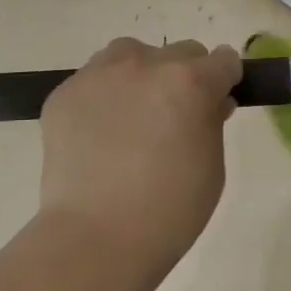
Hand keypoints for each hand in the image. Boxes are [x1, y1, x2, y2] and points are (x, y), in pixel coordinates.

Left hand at [38, 37, 242, 278]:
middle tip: (175, 116)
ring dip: (142, 74)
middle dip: (185, 77)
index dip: (225, 81)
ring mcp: (99, 75)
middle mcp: (144, 65)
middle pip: (178, 53)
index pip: (223, 61)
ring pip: (130, 54)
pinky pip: (94, 79)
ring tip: (134, 115)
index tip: (218, 101)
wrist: (97, 237)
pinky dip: (104, 96)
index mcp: (189, 82)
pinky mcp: (64, 93)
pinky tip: (100, 133)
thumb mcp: (212, 166)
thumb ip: (212, 122)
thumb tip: (210, 102)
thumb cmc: (170, 210)